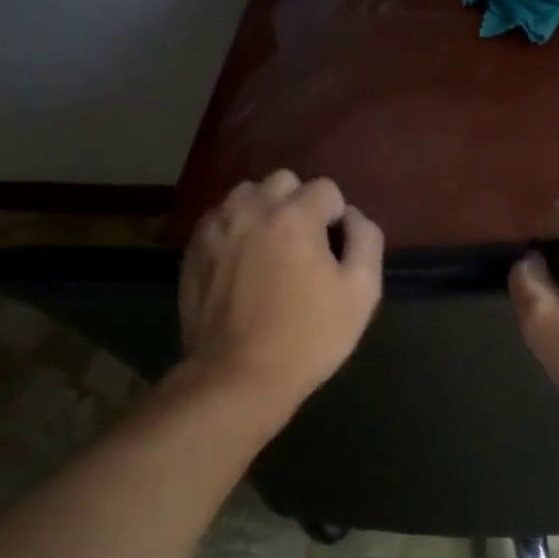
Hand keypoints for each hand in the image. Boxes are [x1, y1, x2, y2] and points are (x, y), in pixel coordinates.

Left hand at [178, 171, 382, 416]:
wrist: (238, 375)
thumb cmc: (309, 336)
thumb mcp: (361, 292)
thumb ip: (366, 240)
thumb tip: (352, 216)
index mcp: (294, 216)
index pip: (327, 189)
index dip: (337, 219)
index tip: (334, 254)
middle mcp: (250, 209)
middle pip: (283, 181)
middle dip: (299, 205)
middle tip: (304, 248)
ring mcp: (215, 228)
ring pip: (247, 195)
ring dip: (265, 212)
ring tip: (271, 251)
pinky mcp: (192, 250)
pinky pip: (220, 220)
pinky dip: (236, 230)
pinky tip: (244, 266)